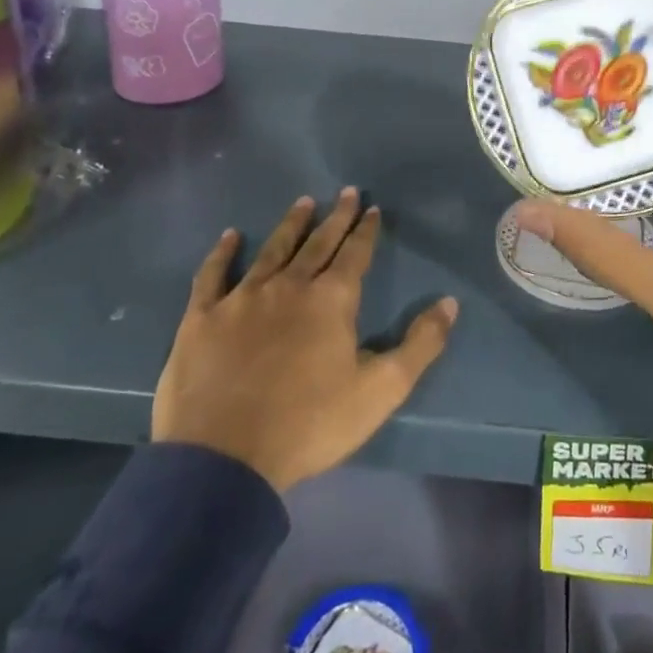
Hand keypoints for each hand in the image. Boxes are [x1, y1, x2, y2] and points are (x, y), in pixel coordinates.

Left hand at [153, 189, 458, 492]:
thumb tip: (450, 302)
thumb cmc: (309, 425)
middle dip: (336, 217)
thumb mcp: (380, 390)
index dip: (366, 230)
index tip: (373, 208)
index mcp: (331, 300)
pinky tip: (230, 236)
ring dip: (290, 225)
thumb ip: (420, 345)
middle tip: (346, 192)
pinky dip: (222, 254)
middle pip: (317, 243)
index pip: (355, 254)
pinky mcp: (202, 319)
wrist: (223, 461)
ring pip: (272, 250)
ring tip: (303, 202)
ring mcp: (242, 298)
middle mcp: (289, 286)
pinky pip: (213, 275)